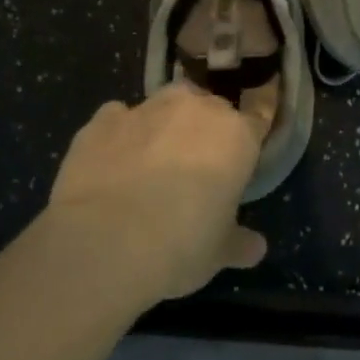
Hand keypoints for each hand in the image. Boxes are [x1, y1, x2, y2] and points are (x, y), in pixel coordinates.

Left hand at [49, 82, 267, 301]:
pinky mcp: (101, 121)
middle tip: (198, 168)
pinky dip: (120, 134)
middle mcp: (195, 109)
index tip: (243, 157)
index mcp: (236, 135)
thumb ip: (240, 243)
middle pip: (210, 107)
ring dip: (164, 125)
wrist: (105, 244)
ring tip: (153, 162)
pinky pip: (118, 118)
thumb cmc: (182, 245)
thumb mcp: (221, 253)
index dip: (250, 137)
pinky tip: (112, 162)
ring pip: (164, 105)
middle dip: (206, 130)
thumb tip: (255, 248)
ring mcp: (146, 110)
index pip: (258, 118)